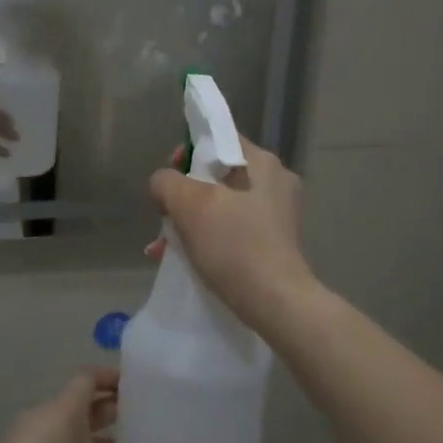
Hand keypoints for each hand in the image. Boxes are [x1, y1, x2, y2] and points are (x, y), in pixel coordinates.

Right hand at [147, 136, 314, 334]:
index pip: (217, 139)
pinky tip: (187, 257)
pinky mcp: (277, 240)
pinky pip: (234, 227)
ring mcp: (279, 212)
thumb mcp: (188, 205)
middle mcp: (275, 180)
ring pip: (223, 203)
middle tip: (166, 217)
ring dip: (192, 219)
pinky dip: (210, 236)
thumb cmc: (233, 244)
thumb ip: (167, 182)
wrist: (277, 303)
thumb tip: (164, 182)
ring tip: (166, 246)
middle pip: (217, 174)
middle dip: (185, 195)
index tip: (170, 179)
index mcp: (261, 162)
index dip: (186, 153)